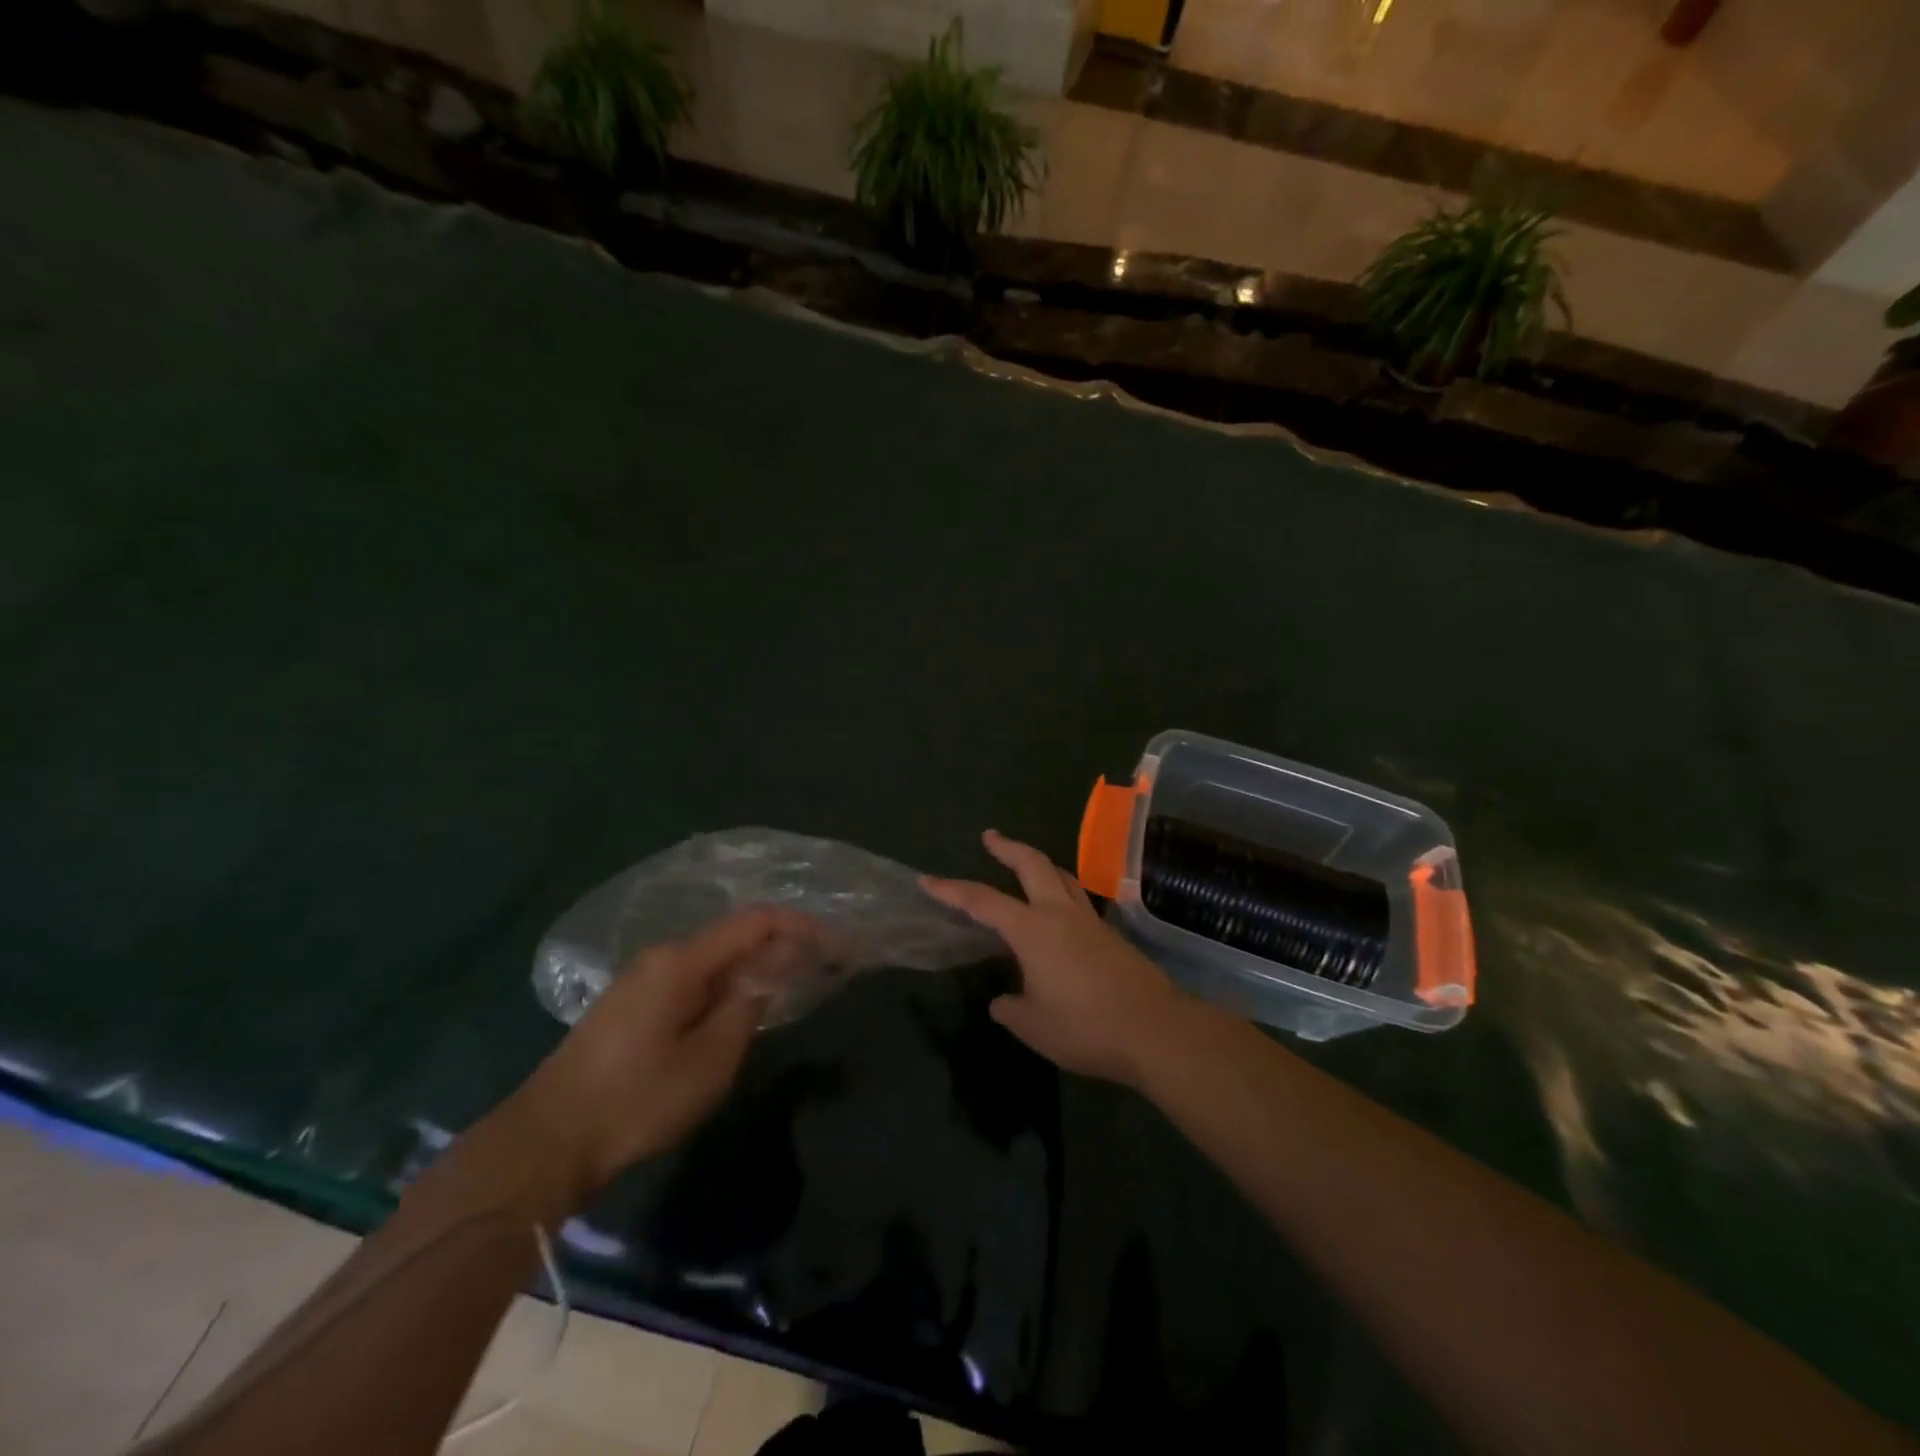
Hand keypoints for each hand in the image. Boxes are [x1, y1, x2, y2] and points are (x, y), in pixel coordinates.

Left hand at [512, 907, 826, 1199]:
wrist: (546, 1141)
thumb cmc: (636, 1100)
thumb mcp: (711, 1057)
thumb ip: (750, 1002)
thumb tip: (776, 965)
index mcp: (682, 960)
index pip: (755, 922)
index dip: (801, 926)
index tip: (836, 944)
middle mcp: (662, 956)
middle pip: (734, 937)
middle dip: (781, 947)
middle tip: (821, 969)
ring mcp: (642, 979)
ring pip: (713, 960)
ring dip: (754, 968)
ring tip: (789, 989)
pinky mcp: (631, 1005)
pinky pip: (693, 980)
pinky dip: (726, 986)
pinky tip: (738, 1010)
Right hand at [923, 830, 1184, 1085]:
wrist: (1155, 1029)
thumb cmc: (1085, 1027)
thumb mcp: (1034, 1026)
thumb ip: (1011, 1009)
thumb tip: (1003, 1001)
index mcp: (1033, 930)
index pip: (983, 901)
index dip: (953, 890)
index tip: (929, 880)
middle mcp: (1060, 914)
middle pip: (1032, 865)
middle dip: (1007, 847)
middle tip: (990, 837)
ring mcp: (1090, 921)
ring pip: (1062, 876)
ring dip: (1040, 865)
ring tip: (1026, 865)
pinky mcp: (1111, 936)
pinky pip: (1078, 901)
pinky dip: (1061, 892)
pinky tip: (1059, 915)